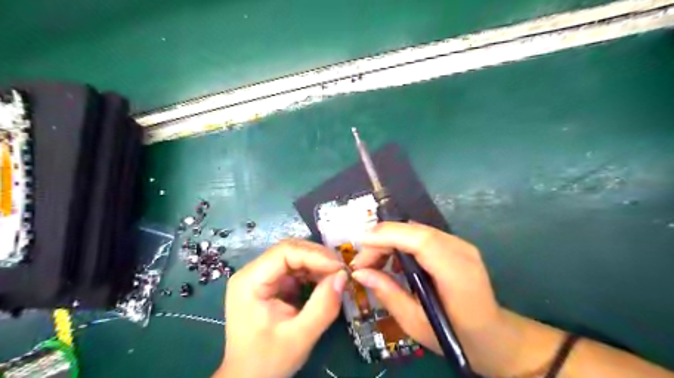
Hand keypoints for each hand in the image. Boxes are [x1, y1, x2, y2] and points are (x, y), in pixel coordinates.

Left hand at [217, 239, 346, 376]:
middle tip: (342, 271)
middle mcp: (252, 272)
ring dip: (318, 264)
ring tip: (337, 277)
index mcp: (250, 281)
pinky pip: (295, 269)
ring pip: (294, 257)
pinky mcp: (270, 283)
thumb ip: (322, 307)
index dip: (315, 255)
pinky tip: (325, 282)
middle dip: (318, 258)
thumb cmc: (267, 361)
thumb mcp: (299, 337)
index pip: (284, 252)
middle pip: (290, 251)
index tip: (339, 268)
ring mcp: (261, 276)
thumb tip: (342, 277)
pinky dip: (313, 273)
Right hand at [350, 221, 517, 374]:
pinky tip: (393, 260)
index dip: (389, 235)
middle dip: (383, 239)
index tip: (361, 242)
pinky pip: (422, 235)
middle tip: (362, 261)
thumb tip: (359, 273)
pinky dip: (401, 242)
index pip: (421, 241)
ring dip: (390, 239)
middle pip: (415, 231)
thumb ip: (387, 293)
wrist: (494, 336)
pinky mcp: (456, 245)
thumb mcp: (415, 323)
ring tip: (373, 261)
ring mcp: (460, 245)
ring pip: (416, 230)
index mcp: (457, 274)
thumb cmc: (456, 337)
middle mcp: (461, 251)